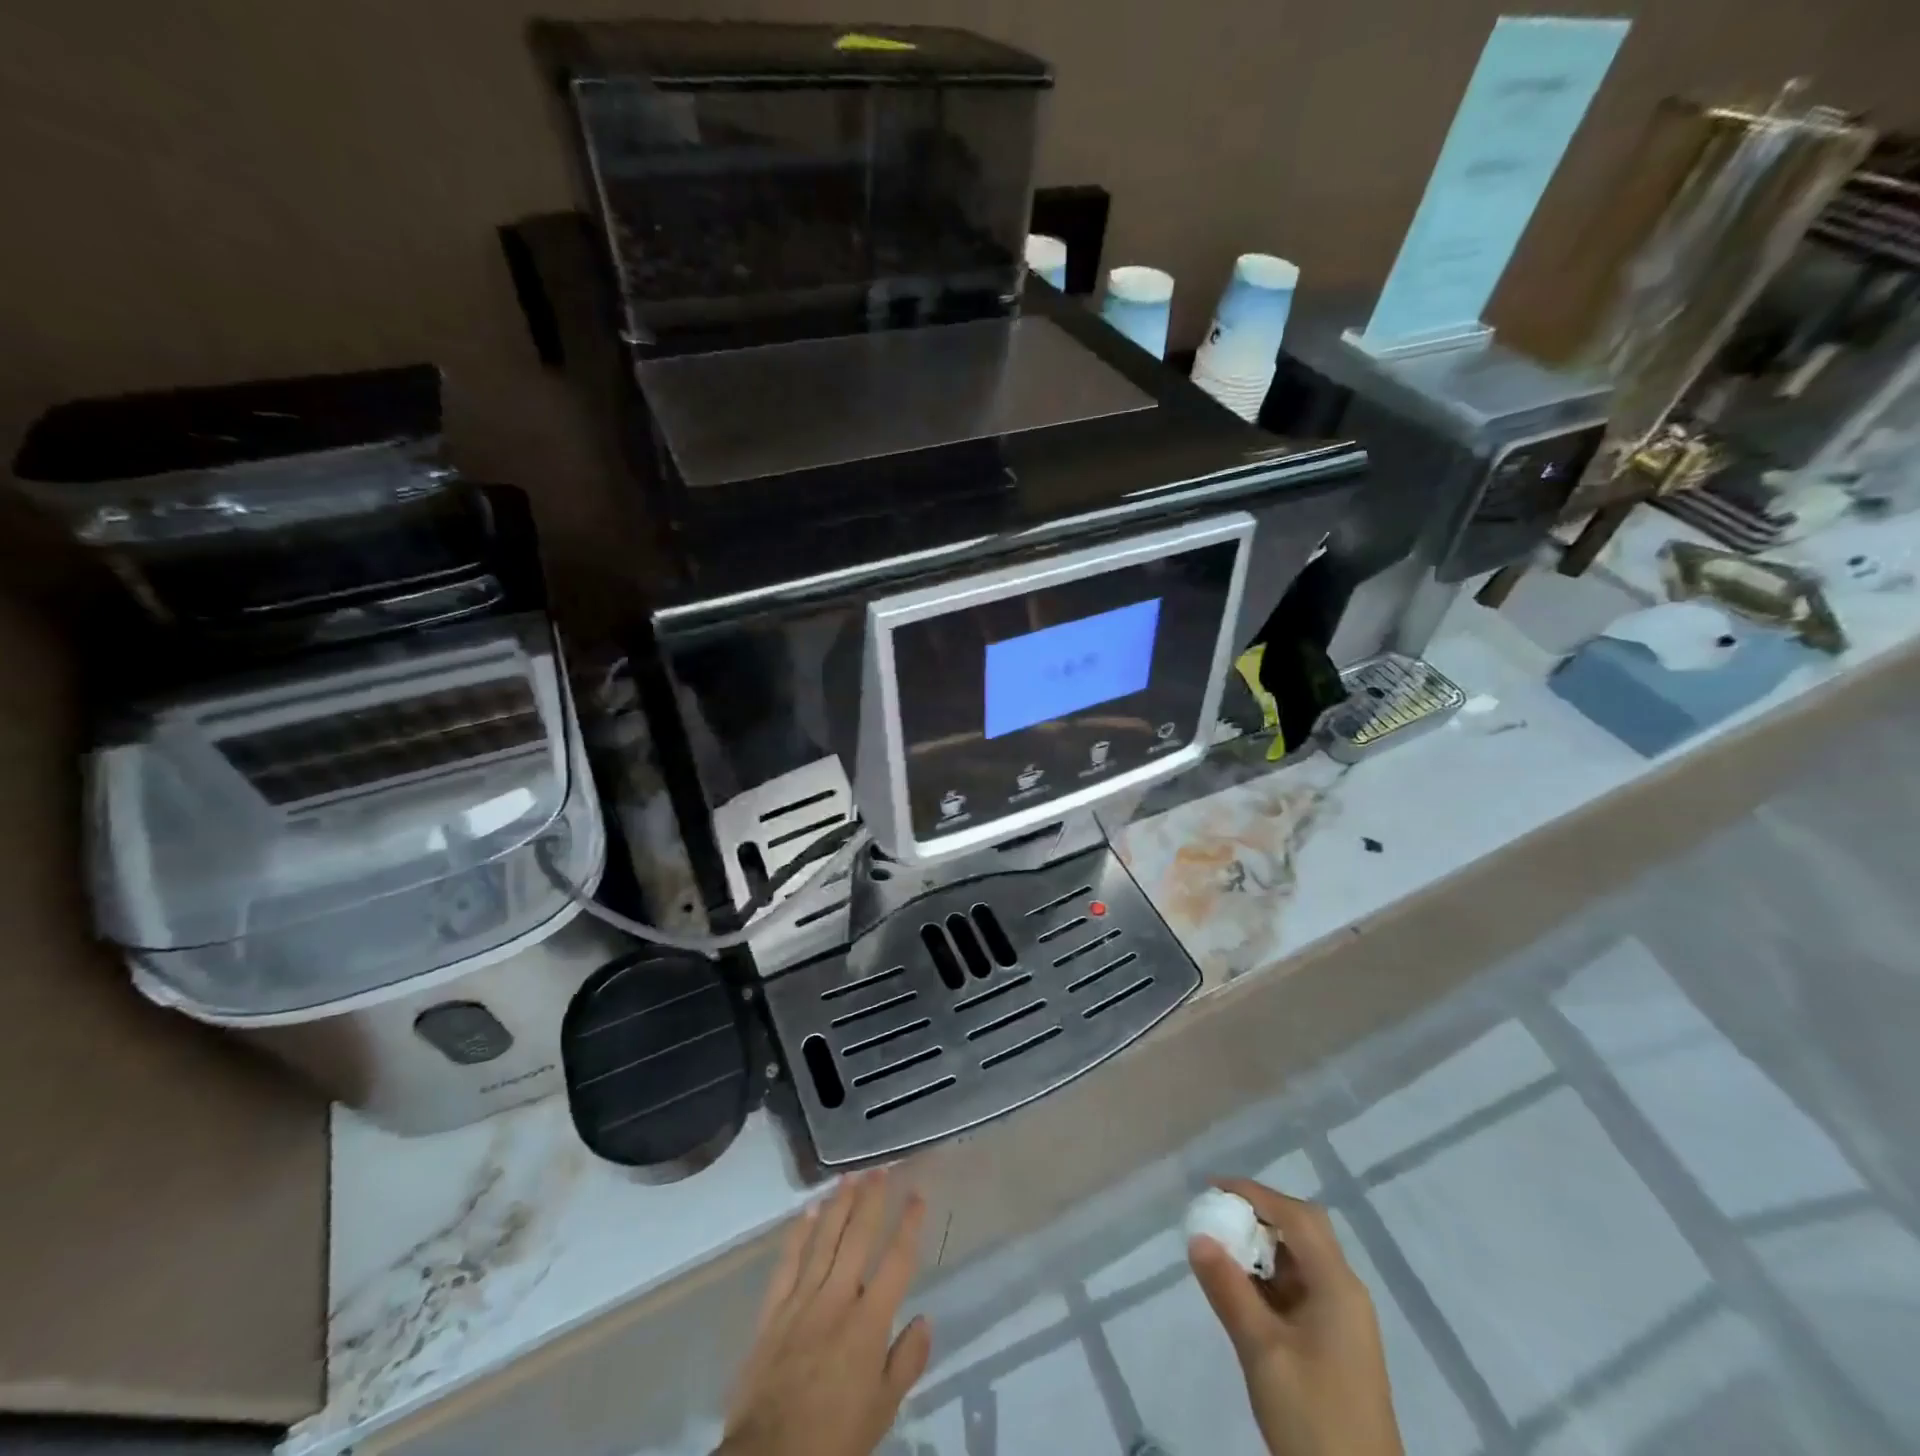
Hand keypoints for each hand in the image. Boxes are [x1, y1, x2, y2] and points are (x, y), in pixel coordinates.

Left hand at [718, 1168, 931, 1455]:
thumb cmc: (834, 1438)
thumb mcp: (882, 1411)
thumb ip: (906, 1361)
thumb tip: (925, 1319)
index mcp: (868, 1323)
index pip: (896, 1261)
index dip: (909, 1224)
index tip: (917, 1194)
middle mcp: (837, 1299)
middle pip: (858, 1237)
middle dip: (872, 1199)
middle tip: (881, 1169)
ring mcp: (801, 1301)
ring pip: (824, 1240)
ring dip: (839, 1205)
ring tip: (850, 1177)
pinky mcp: (772, 1312)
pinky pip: (787, 1263)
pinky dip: (798, 1234)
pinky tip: (809, 1211)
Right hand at [1188, 1179, 1404, 1455]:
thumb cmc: (1313, 1417)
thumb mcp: (1263, 1352)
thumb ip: (1229, 1289)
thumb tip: (1197, 1236)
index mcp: (1337, 1285)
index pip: (1295, 1216)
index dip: (1253, 1193)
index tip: (1212, 1188)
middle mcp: (1345, 1292)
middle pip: (1304, 1230)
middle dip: (1261, 1214)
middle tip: (1220, 1214)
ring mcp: (1343, 1320)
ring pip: (1301, 1260)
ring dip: (1263, 1247)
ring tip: (1221, 1248)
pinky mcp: (1335, 1345)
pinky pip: (1300, 1290)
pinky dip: (1270, 1278)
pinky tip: (1242, 1289)